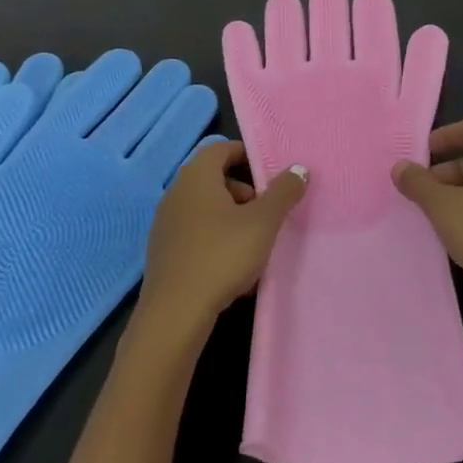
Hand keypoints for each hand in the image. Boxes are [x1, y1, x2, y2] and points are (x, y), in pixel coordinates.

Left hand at [138, 142, 307, 339]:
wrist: (175, 314)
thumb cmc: (222, 255)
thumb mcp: (263, 222)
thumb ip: (283, 192)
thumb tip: (298, 169)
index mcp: (196, 177)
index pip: (222, 148)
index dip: (248, 155)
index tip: (271, 175)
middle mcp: (176, 193)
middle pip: (215, 178)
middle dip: (245, 190)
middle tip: (266, 212)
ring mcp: (166, 224)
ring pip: (206, 207)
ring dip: (232, 217)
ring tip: (254, 242)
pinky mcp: (163, 252)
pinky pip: (196, 232)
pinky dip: (216, 238)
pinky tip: (233, 266)